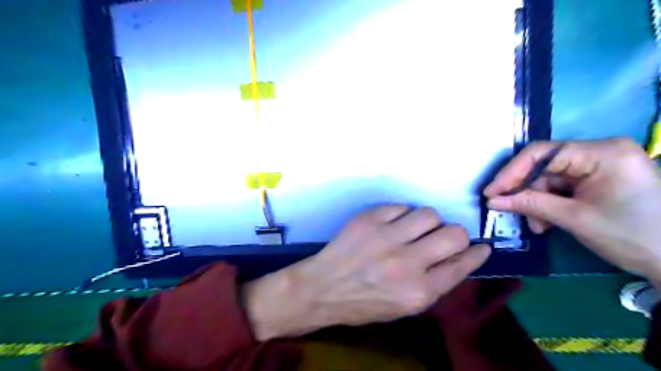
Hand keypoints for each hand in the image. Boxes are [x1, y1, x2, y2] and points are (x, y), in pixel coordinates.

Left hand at [244, 206, 489, 341]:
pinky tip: (392, 225)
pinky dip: (401, 215)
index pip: (462, 265)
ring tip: (416, 230)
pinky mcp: (369, 219)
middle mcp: (407, 262)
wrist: (323, 287)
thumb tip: (457, 258)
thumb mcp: (404, 306)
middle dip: (457, 235)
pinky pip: (400, 207)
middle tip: (446, 238)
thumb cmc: (364, 303)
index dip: (477, 253)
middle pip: (454, 234)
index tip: (481, 246)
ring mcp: (387, 236)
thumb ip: (434, 283)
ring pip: (429, 214)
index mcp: (419, 291)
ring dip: (428, 222)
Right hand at [484, 139, 659, 280]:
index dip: (511, 173)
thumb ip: (530, 204)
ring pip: (548, 180)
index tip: (491, 193)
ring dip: (536, 203)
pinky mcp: (597, 180)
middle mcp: (599, 153)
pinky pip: (560, 188)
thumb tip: (492, 200)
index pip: (541, 153)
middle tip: (510, 212)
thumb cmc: (632, 236)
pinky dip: (548, 205)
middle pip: (543, 166)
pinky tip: (547, 223)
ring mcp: (598, 167)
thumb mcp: (574, 218)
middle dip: (525, 192)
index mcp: (602, 153)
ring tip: (537, 226)